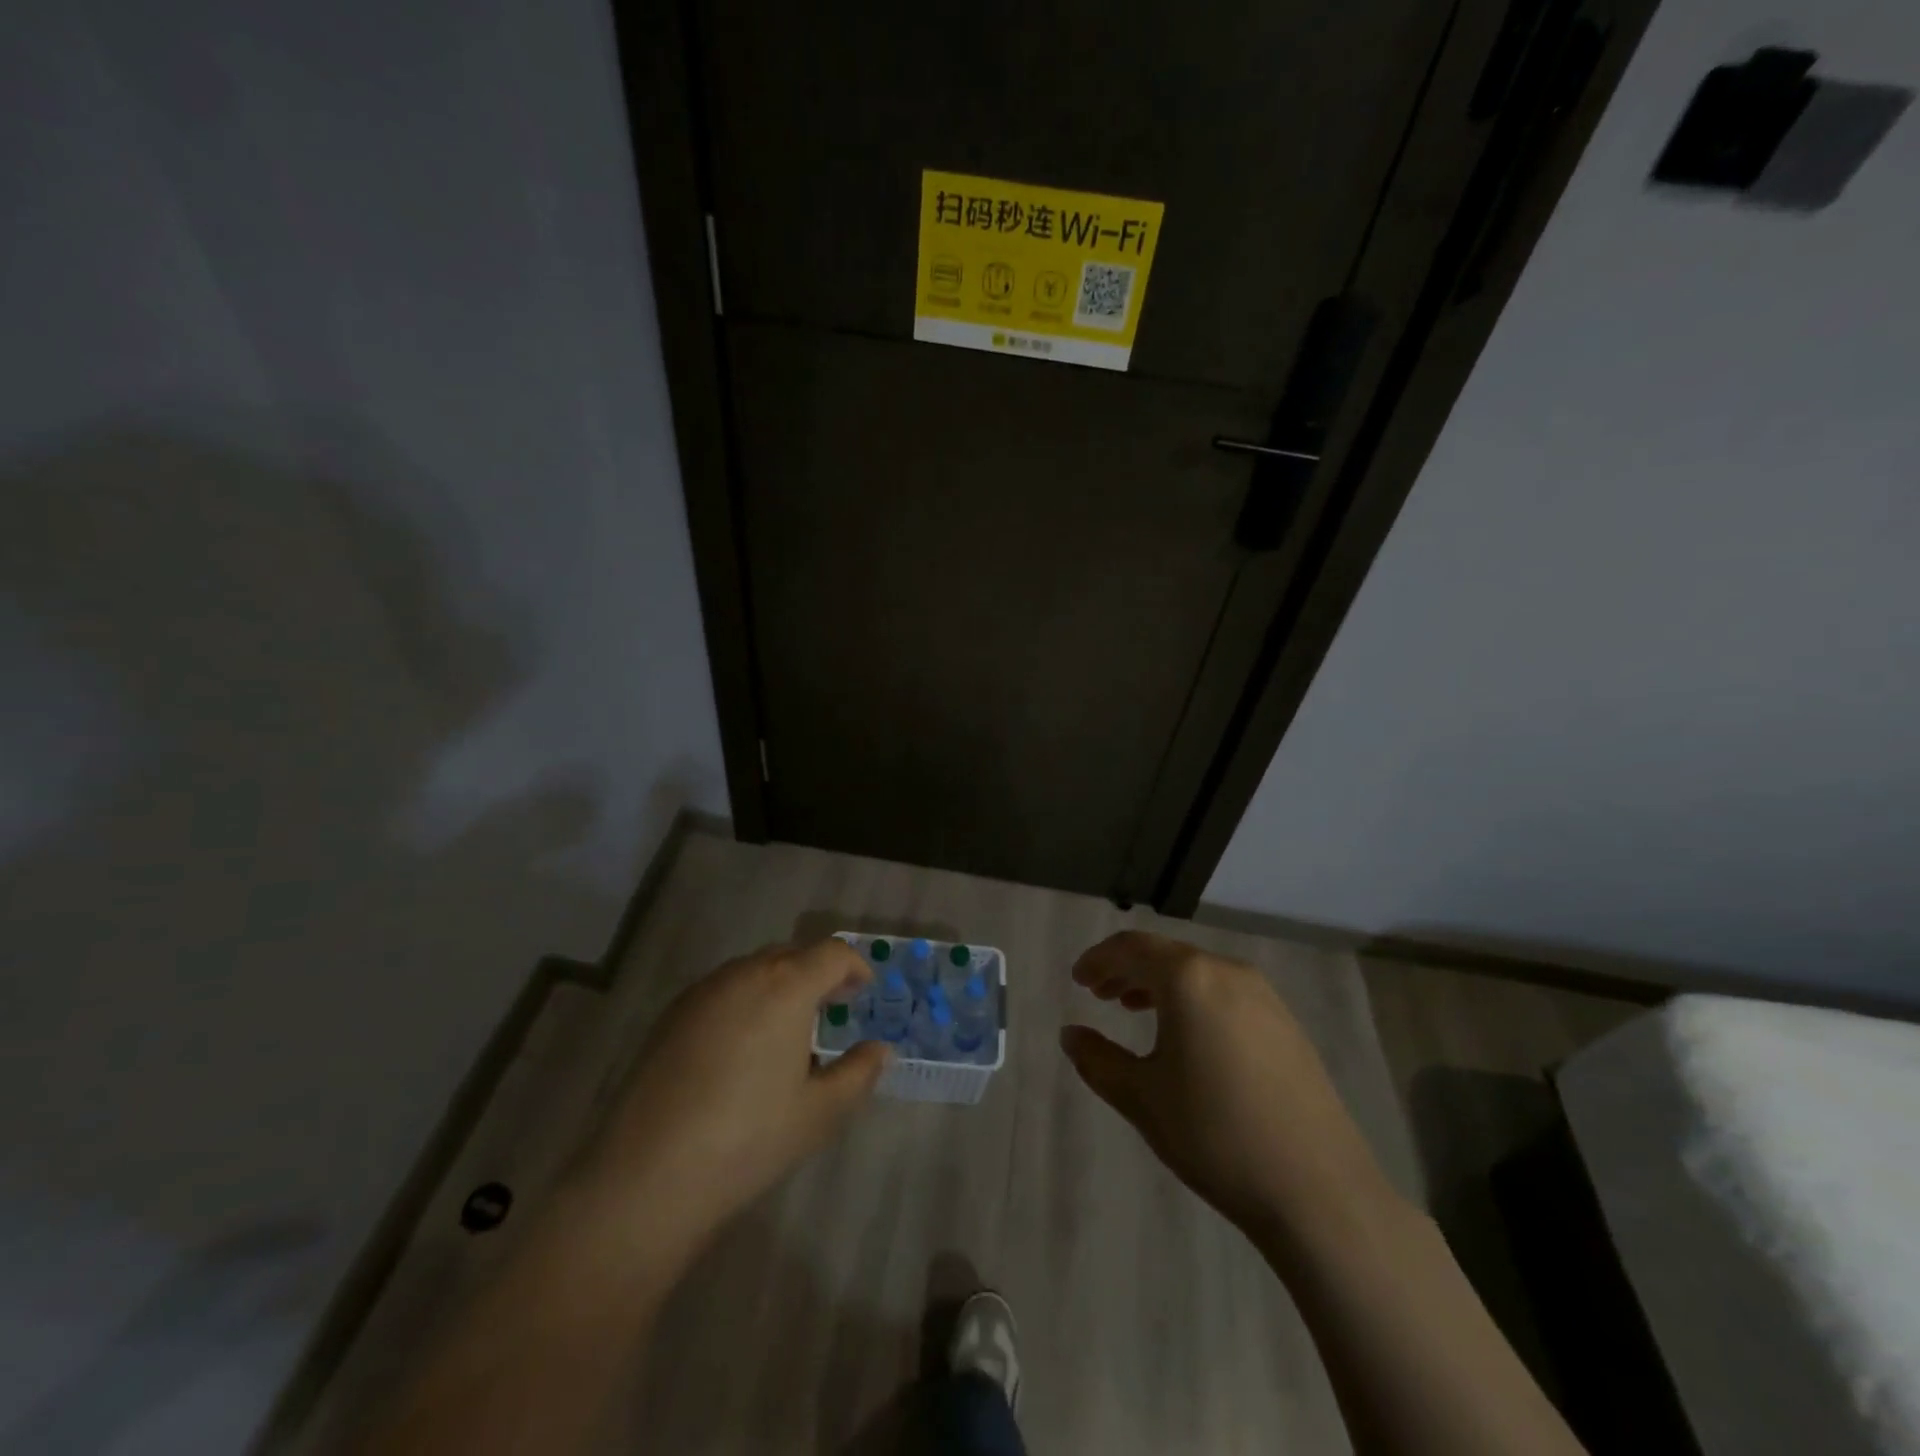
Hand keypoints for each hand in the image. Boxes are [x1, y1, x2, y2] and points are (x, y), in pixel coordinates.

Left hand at [576, 940, 889, 1268]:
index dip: (855, 967)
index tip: (864, 993)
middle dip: (818, 974)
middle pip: (792, 955)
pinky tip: (742, 1048)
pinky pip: (722, 990)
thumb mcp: (820, 1112)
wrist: (648, 1175)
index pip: (832, 953)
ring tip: (788, 1031)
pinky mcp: (671, 1015)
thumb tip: (880, 1049)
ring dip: (780, 986)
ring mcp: (702, 992)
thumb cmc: (749, 1139)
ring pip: (754, 970)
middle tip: (832, 1009)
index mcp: (786, 986)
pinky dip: (745, 1001)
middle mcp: (744, 974)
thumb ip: (859, 1072)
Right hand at [1060, 931, 1394, 1247]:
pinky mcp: (1287, 1025)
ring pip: (1198, 973)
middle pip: (1166, 955)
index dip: (1099, 959)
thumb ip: (1098, 1059)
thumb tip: (1071, 1035)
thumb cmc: (1215, 1135)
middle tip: (1099, 993)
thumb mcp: (1141, 1098)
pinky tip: (1187, 1038)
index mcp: (1189, 978)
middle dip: (1127, 970)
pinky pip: (1226, 993)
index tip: (1078, 979)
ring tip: (1134, 1010)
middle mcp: (1228, 972)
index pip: (1132, 947)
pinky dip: (1194, 1000)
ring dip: (1160, 985)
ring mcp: (1265, 997)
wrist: (1318, 1190)